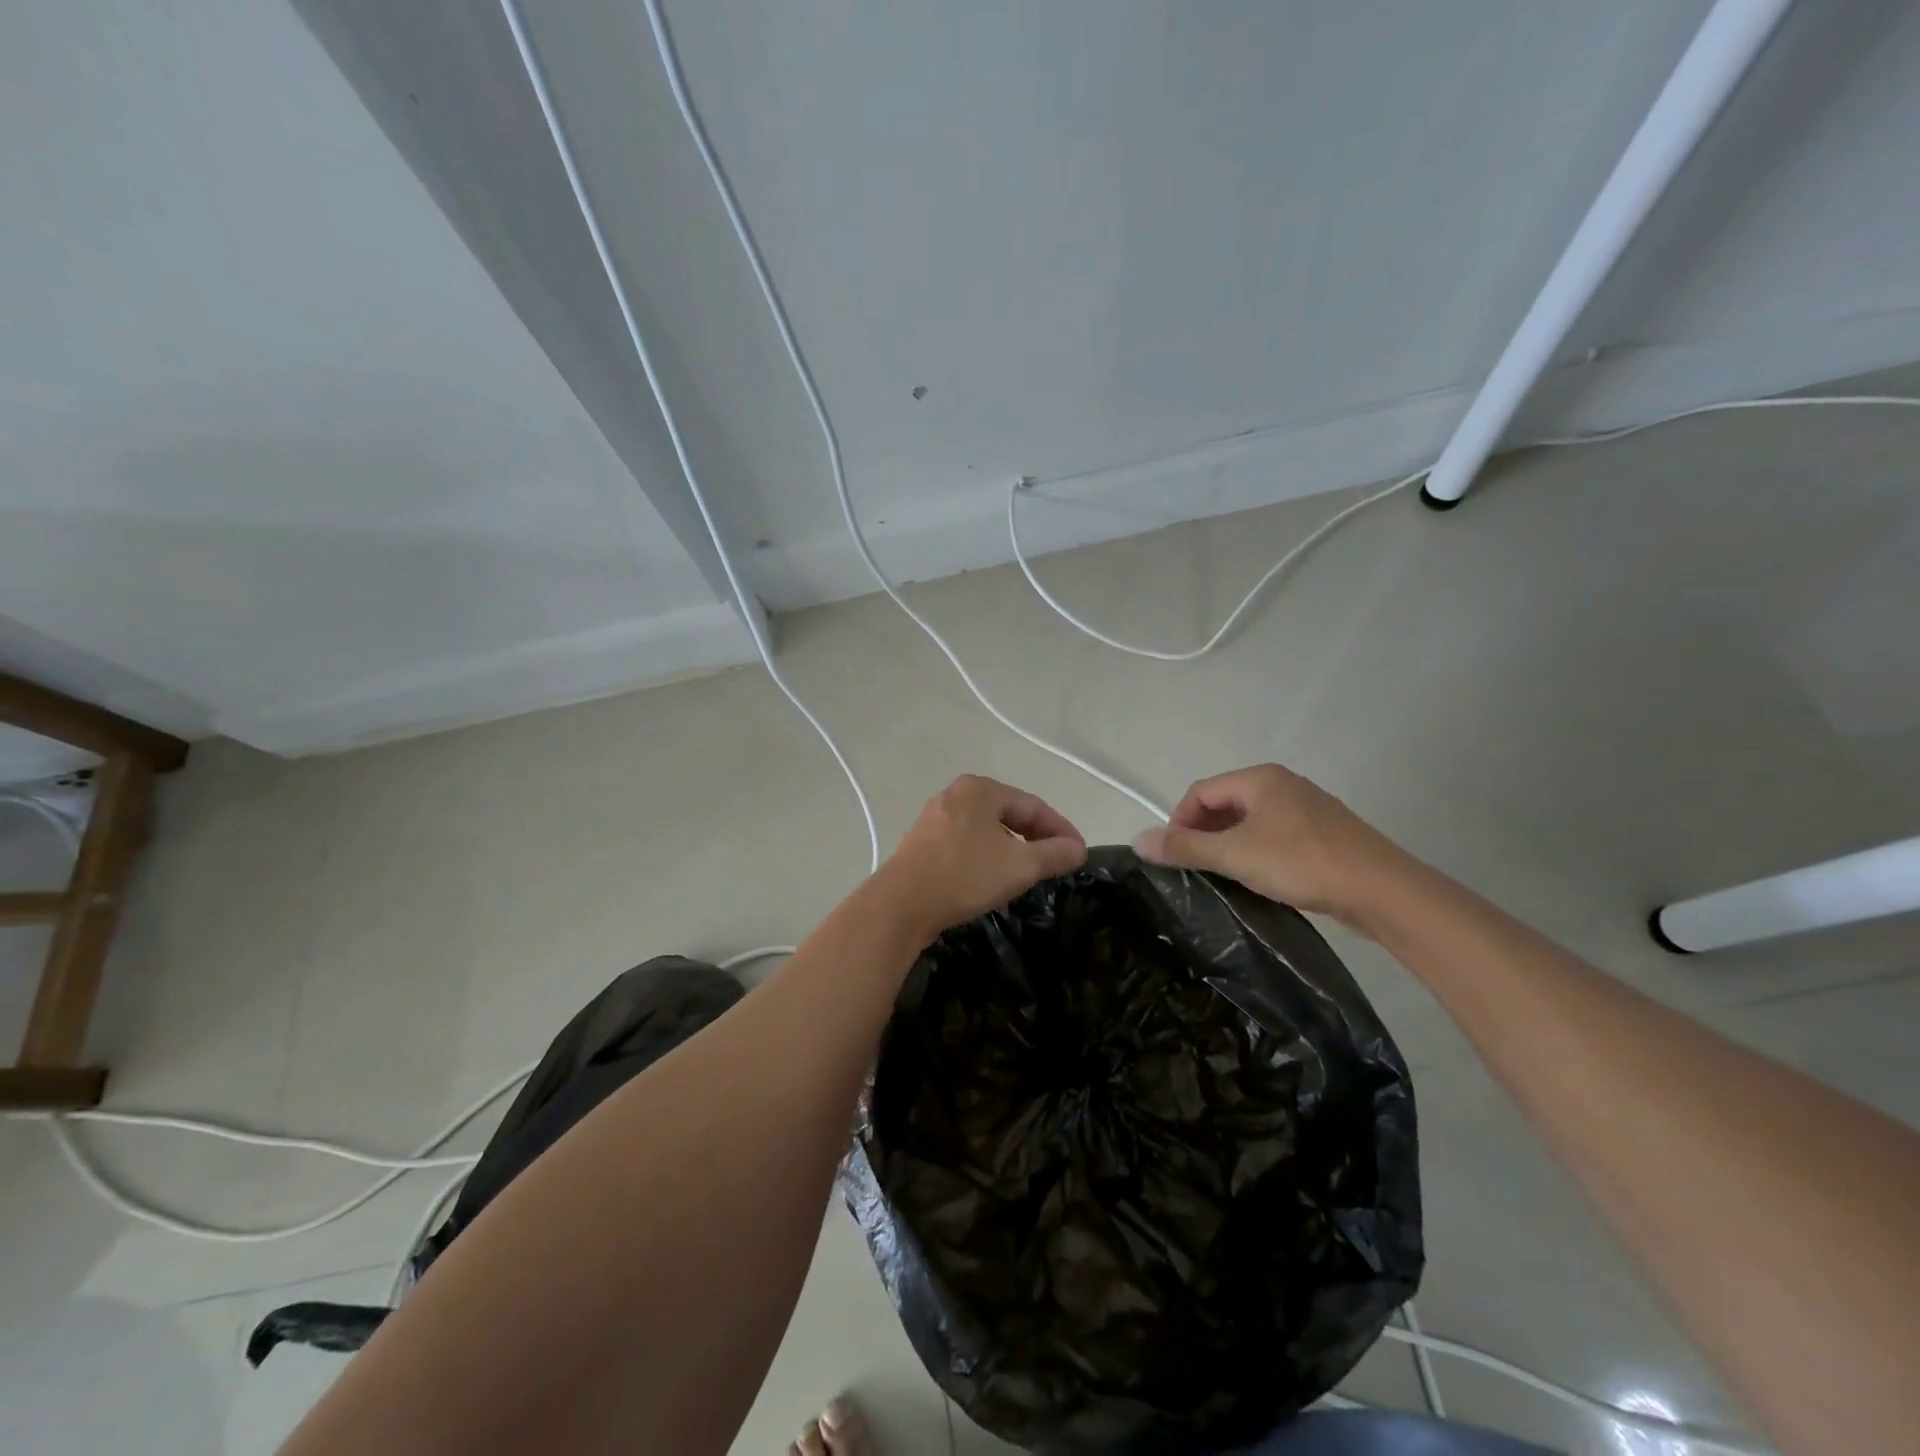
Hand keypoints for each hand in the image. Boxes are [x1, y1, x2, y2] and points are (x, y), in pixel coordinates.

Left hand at [877, 775, 1086, 940]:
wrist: (900, 905)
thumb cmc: (964, 876)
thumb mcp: (1020, 866)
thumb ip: (1054, 854)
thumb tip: (1078, 849)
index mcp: (979, 789)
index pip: (1033, 805)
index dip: (1061, 829)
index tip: (1079, 853)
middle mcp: (955, 795)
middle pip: (1009, 814)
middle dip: (1037, 838)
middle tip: (1058, 862)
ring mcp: (935, 819)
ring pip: (987, 830)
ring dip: (1013, 848)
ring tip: (1031, 872)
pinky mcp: (923, 844)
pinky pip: (967, 843)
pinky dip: (988, 856)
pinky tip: (994, 877)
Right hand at [1133, 764, 1401, 925]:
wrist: (1381, 890)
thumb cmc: (1301, 862)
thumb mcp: (1235, 855)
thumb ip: (1185, 847)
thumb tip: (1137, 839)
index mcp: (1259, 778)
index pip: (1200, 791)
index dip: (1179, 821)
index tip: (1174, 857)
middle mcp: (1282, 784)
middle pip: (1225, 804)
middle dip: (1203, 834)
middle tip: (1195, 870)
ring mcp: (1306, 808)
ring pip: (1250, 822)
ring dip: (1229, 846)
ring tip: (1224, 878)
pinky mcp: (1323, 834)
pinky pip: (1274, 836)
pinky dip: (1256, 853)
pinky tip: (1259, 880)